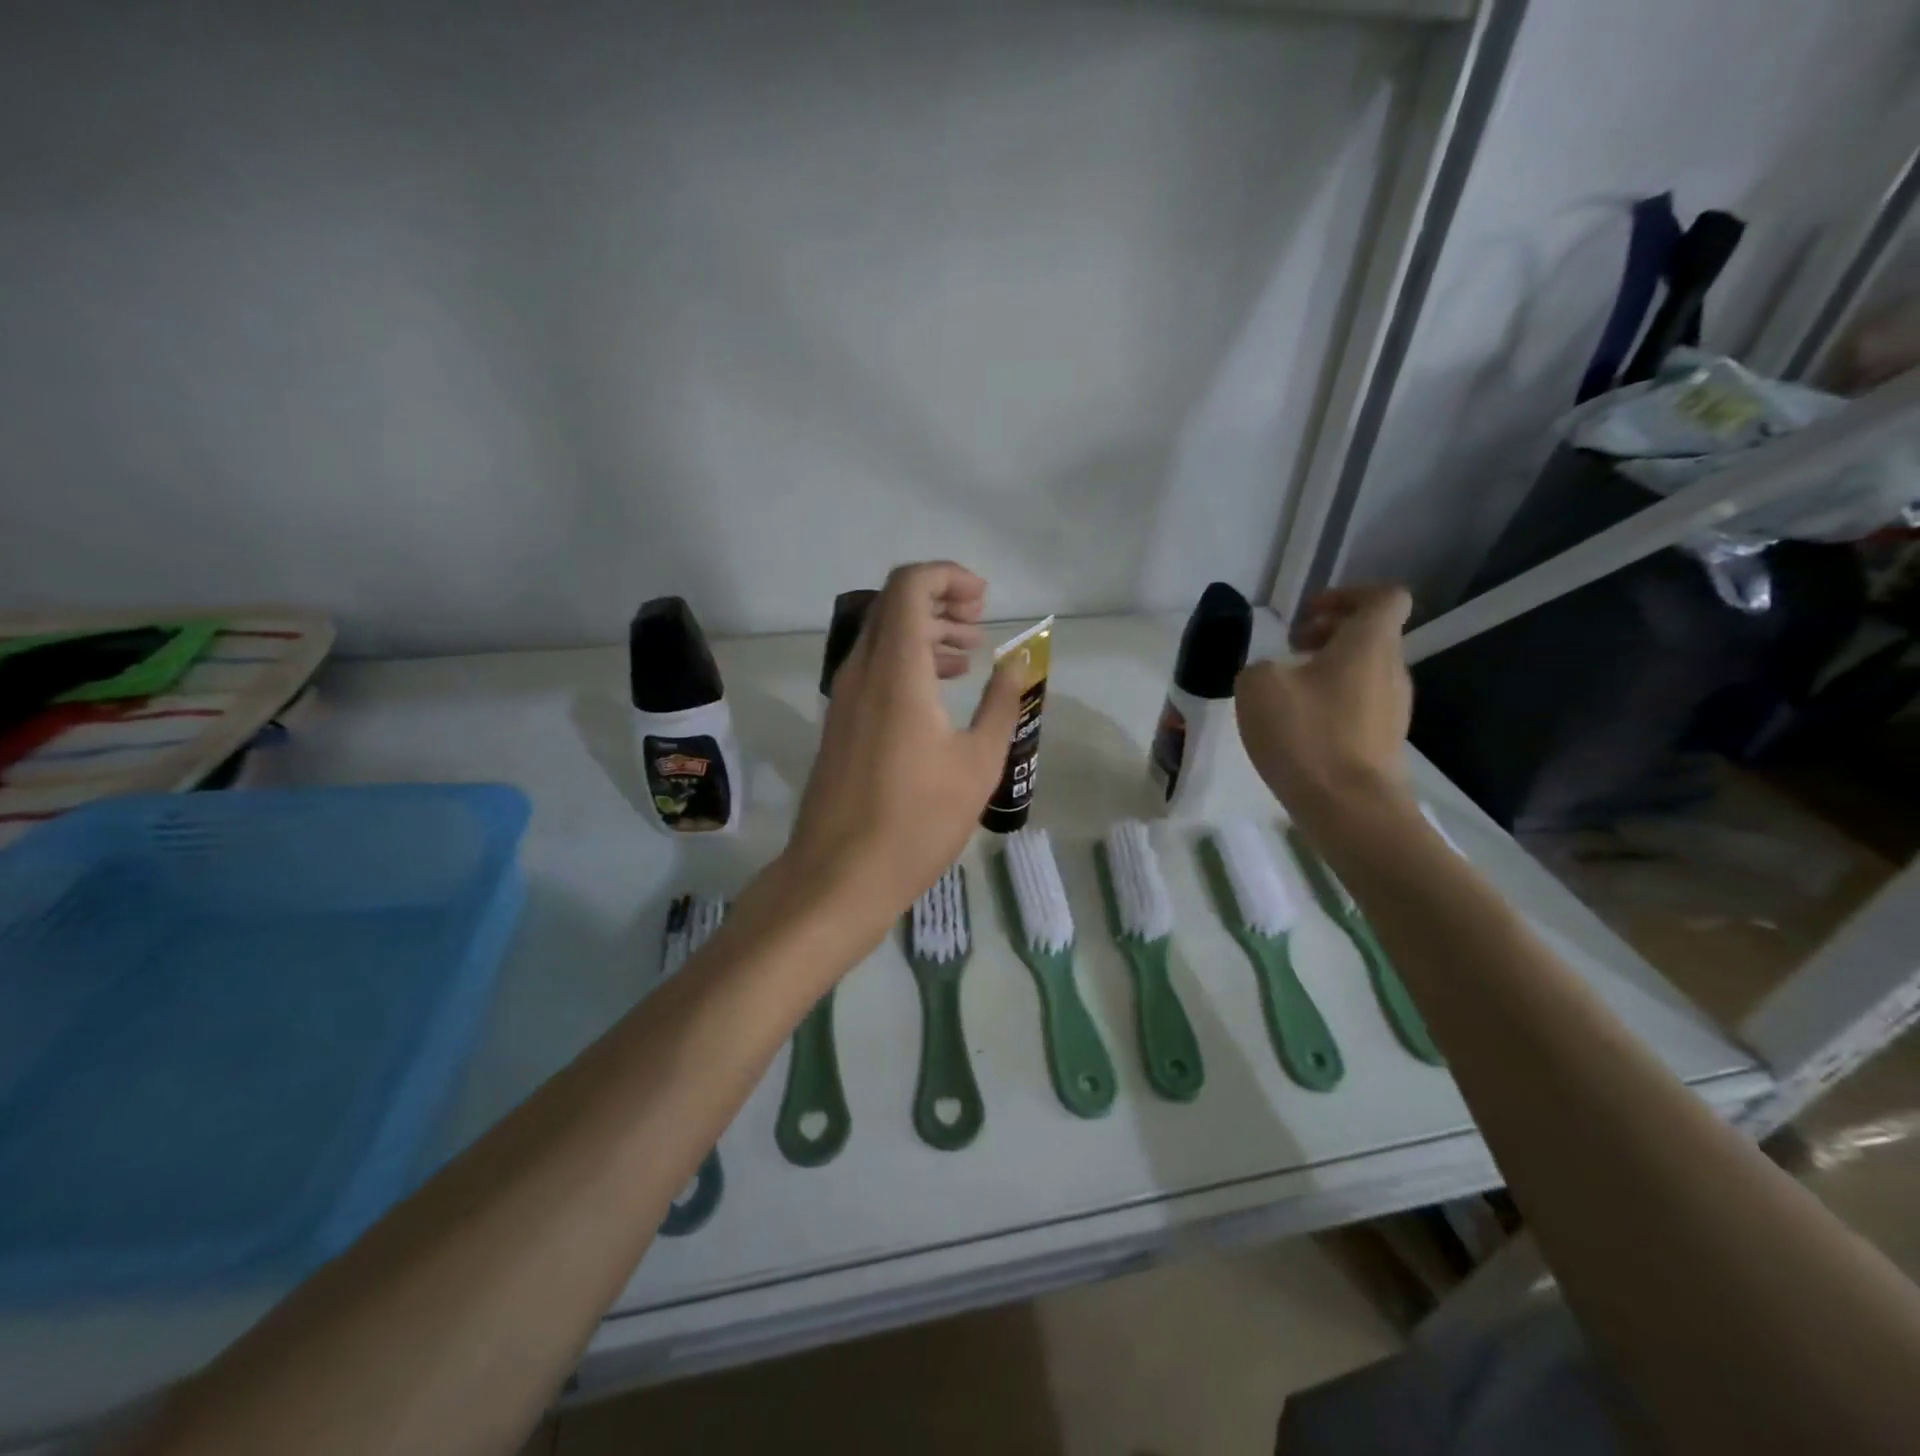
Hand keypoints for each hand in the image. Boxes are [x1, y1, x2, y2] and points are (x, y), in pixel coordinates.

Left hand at [781, 561, 1022, 933]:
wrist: (840, 875)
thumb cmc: (917, 821)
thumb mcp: (977, 763)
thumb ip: (1001, 704)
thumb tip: (1016, 664)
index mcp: (896, 670)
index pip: (909, 586)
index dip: (947, 576)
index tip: (983, 600)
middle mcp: (862, 672)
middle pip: (894, 605)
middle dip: (940, 601)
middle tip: (980, 624)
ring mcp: (844, 698)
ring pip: (883, 638)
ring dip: (925, 634)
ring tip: (968, 656)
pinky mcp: (840, 723)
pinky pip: (873, 670)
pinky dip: (907, 663)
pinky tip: (937, 693)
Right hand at [1235, 585, 1414, 820]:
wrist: (1349, 808)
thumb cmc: (1306, 735)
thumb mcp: (1257, 686)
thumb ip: (1262, 666)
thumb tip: (1273, 674)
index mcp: (1369, 643)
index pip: (1384, 597)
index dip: (1346, 595)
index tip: (1307, 615)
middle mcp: (1392, 669)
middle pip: (1372, 634)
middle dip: (1329, 633)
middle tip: (1290, 649)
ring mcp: (1394, 708)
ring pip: (1365, 670)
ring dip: (1328, 669)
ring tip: (1288, 691)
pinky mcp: (1384, 741)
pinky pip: (1360, 704)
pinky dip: (1332, 702)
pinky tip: (1300, 726)